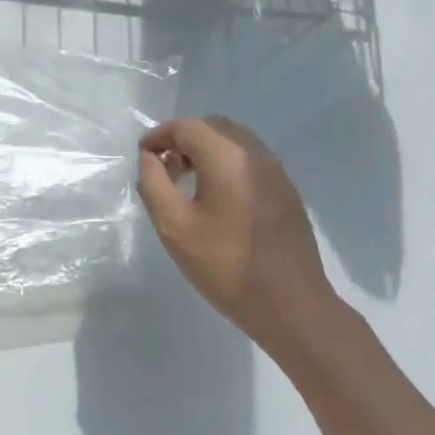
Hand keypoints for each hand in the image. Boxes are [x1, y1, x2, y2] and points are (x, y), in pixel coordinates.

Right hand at [136, 115, 337, 350]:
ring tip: (186, 182)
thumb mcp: (174, 226)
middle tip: (163, 166)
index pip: (187, 127)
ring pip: (234, 142)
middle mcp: (256, 155)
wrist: (292, 307)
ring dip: (206, 151)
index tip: (143, 155)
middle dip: (184, 139)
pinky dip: (226, 164)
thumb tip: (150, 158)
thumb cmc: (225, 266)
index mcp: (228, 158)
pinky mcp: (287, 192)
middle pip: (214, 127)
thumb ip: (154, 184)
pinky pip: (250, 161)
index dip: (159, 135)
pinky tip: (216, 198)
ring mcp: (277, 173)